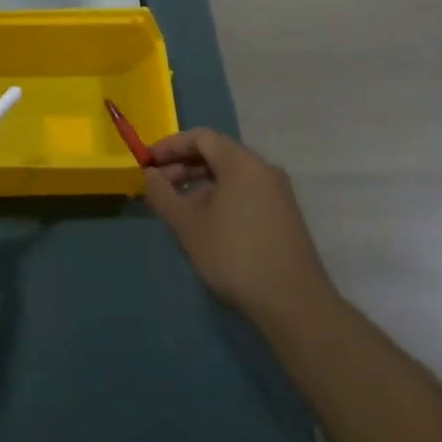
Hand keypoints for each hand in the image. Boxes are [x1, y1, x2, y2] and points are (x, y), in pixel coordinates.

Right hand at [143, 128, 334, 327]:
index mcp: (241, 162)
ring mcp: (277, 192)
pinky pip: (245, 191)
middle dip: (183, 165)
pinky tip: (206, 222)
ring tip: (177, 206)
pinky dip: (220, 196)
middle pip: (217, 153)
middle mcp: (263, 169)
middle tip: (158, 186)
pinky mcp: (283, 215)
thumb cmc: (235, 255)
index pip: (201, 137)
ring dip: (200, 183)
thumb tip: (150, 174)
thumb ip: (163, 194)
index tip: (147, 162)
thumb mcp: (188, 225)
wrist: (294, 303)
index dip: (170, 146)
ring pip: (231, 174)